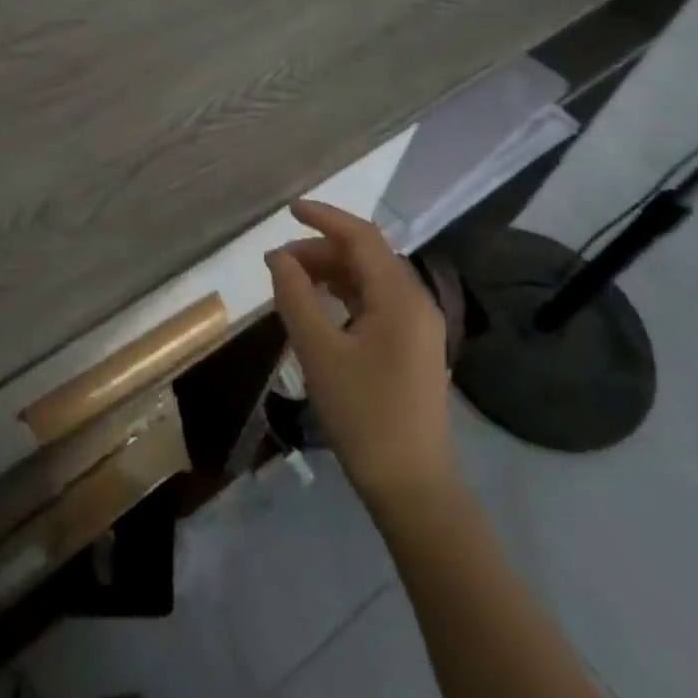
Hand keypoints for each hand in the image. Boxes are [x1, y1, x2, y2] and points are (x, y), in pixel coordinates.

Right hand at [267, 200, 454, 513]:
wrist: (412, 487)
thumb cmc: (363, 415)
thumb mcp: (319, 352)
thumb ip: (295, 296)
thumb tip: (279, 257)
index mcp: (401, 297)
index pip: (362, 237)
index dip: (324, 217)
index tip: (288, 210)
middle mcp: (416, 302)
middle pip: (367, 256)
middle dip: (322, 249)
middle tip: (279, 263)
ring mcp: (419, 326)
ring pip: (371, 279)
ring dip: (332, 272)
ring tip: (292, 282)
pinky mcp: (413, 347)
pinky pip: (377, 303)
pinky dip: (345, 295)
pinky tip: (319, 309)